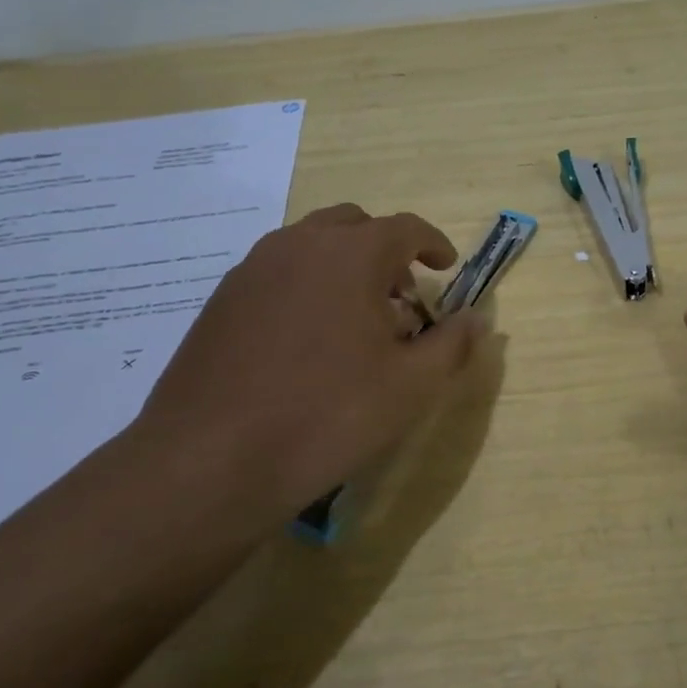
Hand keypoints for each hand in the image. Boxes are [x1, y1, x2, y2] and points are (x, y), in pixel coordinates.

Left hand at [126, 203, 486, 519]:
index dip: (433, 244)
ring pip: (311, 246)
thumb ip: (453, 344)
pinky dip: (306, 285)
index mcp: (350, 254)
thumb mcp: (411, 386)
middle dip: (386, 251)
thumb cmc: (327, 415)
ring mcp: (252, 270)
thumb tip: (477, 318)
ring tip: (357, 320)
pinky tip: (308, 341)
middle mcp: (298, 245)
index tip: (446, 267)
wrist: (208, 462)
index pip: (405, 228)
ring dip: (344, 266)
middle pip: (354, 225)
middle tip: (402, 297)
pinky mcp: (221, 300)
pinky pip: (278, 272)